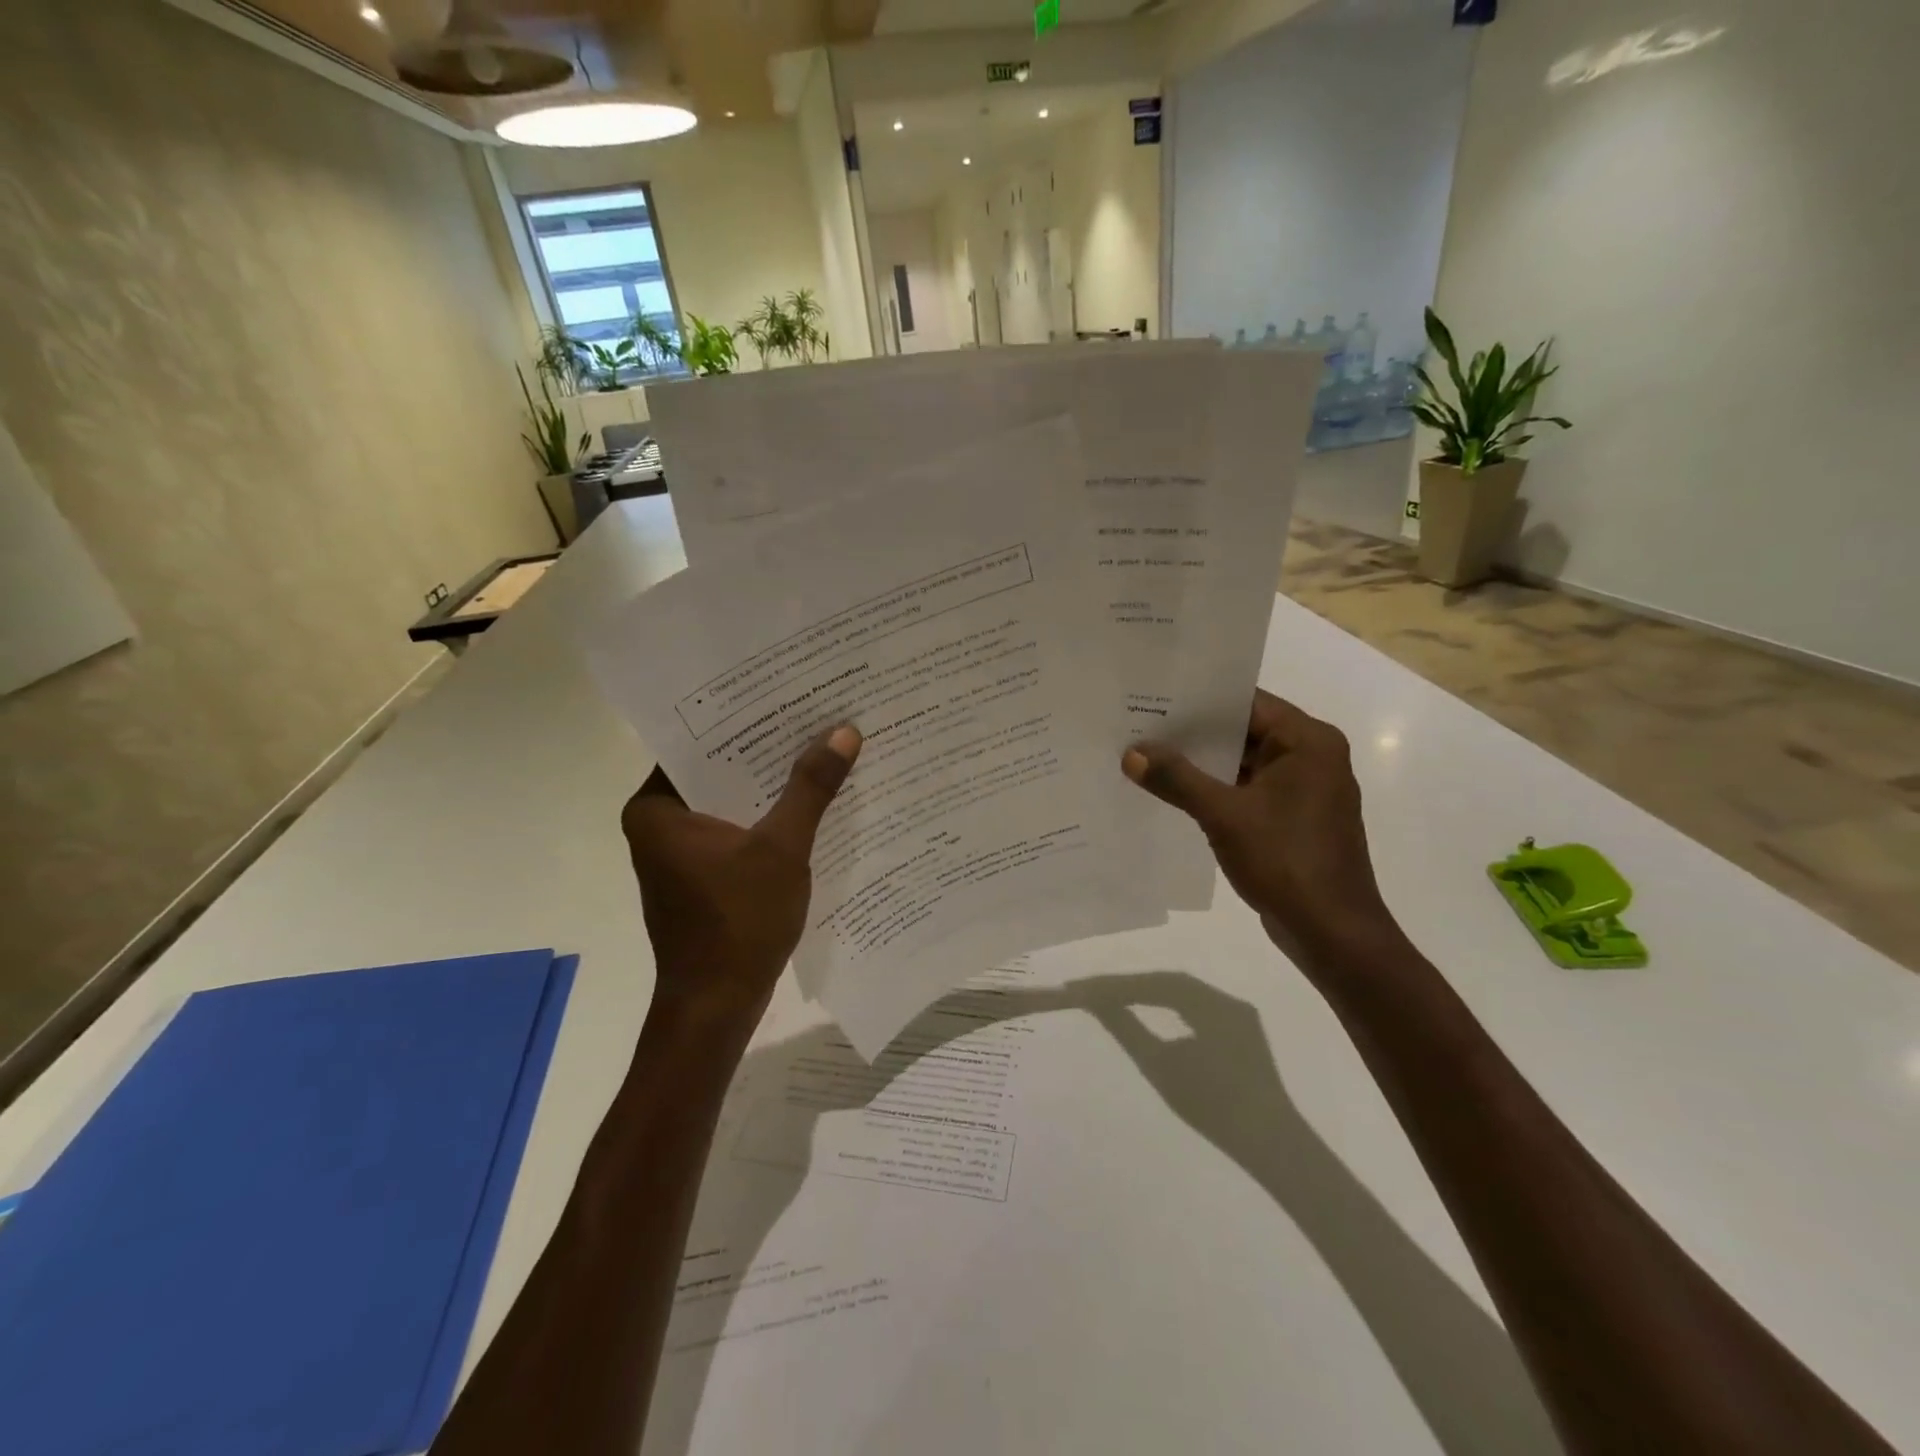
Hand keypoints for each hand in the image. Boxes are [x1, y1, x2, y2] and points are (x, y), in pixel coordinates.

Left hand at [621, 725, 860, 1025]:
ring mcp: (677, 851)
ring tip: (816, 747)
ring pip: (728, 801)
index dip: (742, 716)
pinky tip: (807, 802)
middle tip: (810, 713)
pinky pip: (734, 828)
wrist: (717, 1005)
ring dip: (768, 784)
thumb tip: (844, 730)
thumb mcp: (782, 848)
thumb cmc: (739, 922)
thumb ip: (811, 788)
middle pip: (715, 769)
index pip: (697, 742)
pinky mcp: (700, 874)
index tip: (782, 691)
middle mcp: (657, 824)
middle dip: (763, 748)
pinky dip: (764, 816)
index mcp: (655, 808)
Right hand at [1122, 691, 1402, 975]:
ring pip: (1245, 763)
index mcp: (1308, 742)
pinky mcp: (1294, 819)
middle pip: (1244, 731)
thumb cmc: (1286, 861)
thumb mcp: (1224, 815)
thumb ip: (1177, 779)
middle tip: (1141, 725)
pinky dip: (1217, 790)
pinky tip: (1175, 793)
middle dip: (1194, 733)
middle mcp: (1312, 757)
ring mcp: (1305, 791)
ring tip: (1149, 755)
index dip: (1199, 699)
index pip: (1247, 702)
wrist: (1332, 933)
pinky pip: (1249, 791)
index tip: (1154, 697)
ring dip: (1203, 764)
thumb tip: (1131, 752)